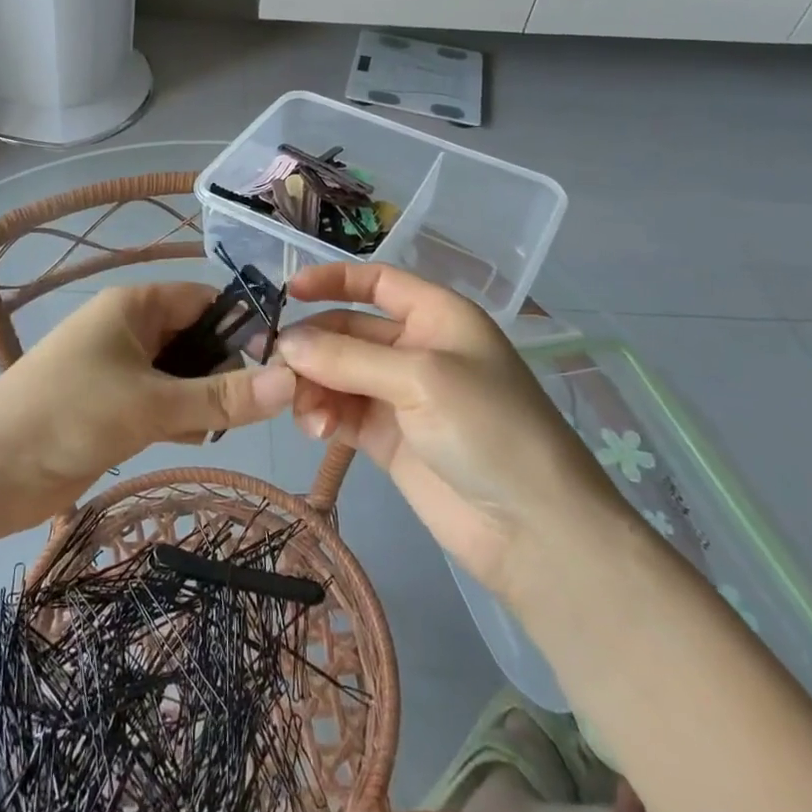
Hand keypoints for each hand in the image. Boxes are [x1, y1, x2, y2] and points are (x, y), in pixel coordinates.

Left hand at [0, 282, 295, 533]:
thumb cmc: (69, 416)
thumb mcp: (151, 404)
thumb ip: (221, 397)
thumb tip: (291, 382)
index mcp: (134, 305)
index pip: (204, 300)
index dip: (241, 328)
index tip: (277, 367)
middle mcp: (128, 328)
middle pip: (195, 337)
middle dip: (224, 370)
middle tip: (254, 409)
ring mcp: (118, 369)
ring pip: (180, 374)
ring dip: (202, 398)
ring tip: (223, 427)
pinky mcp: (111, 406)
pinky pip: (160, 401)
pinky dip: (179, 416)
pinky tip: (194, 439)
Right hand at [275, 263, 626, 603]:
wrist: (535, 532)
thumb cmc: (488, 429)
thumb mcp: (420, 378)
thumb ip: (348, 357)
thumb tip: (286, 344)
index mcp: (436, 316)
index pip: (377, 282)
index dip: (333, 280)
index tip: (289, 291)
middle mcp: (416, 349)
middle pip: (348, 330)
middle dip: (313, 344)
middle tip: (276, 366)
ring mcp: (400, 396)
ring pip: (337, 374)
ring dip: (314, 385)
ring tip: (304, 411)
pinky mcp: (387, 438)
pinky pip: (341, 412)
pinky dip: (322, 415)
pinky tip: (316, 430)